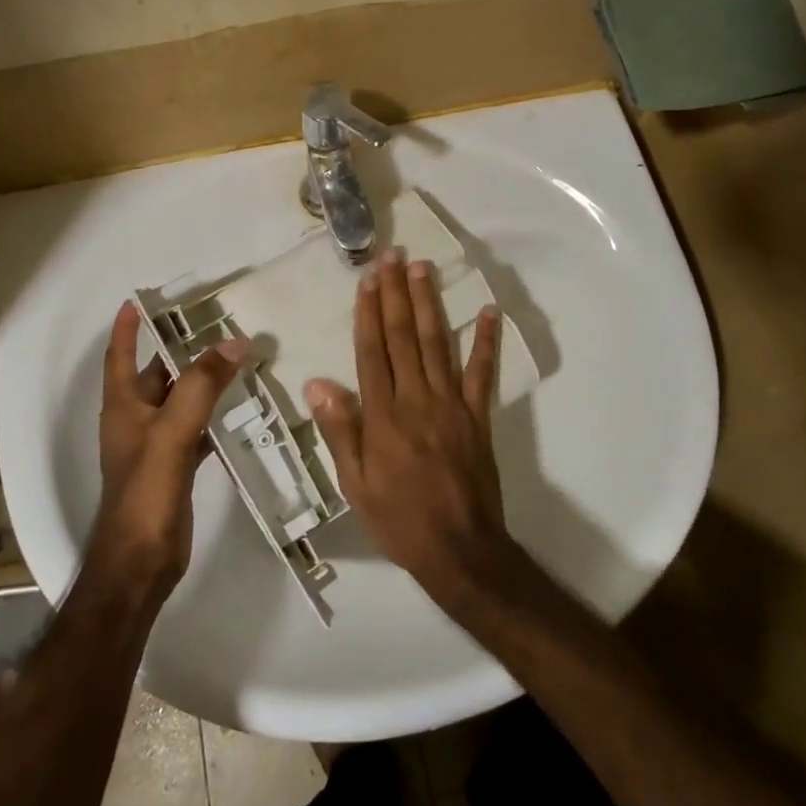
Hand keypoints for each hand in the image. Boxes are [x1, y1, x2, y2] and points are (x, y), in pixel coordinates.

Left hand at [92, 301, 245, 593]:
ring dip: (202, 381)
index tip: (139, 301)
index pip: (120, 357)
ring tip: (236, 358)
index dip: (127, 329)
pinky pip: (196, 428)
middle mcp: (136, 420)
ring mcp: (156, 445)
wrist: (141, 562)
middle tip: (215, 325)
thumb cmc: (146, 494)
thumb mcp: (172, 434)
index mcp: (124, 407)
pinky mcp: (175, 467)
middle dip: (181, 348)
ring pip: (181, 401)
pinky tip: (239, 409)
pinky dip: (214, 415)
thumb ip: (200, 387)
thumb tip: (233, 341)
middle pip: (158, 374)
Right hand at [304, 250, 506, 602]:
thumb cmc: (399, 520)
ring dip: (430, 303)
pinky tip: (487, 312)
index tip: (369, 278)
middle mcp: (417, 399)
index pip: (373, 351)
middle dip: (398, 293)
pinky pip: (483, 373)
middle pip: (404, 337)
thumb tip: (318, 382)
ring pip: (437, 344)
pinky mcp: (478, 416)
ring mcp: (452, 404)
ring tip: (425, 268)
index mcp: (384, 415)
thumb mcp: (355, 485)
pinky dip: (486, 341)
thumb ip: (340, 431)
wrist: (460, 549)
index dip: (369, 311)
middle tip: (395, 256)